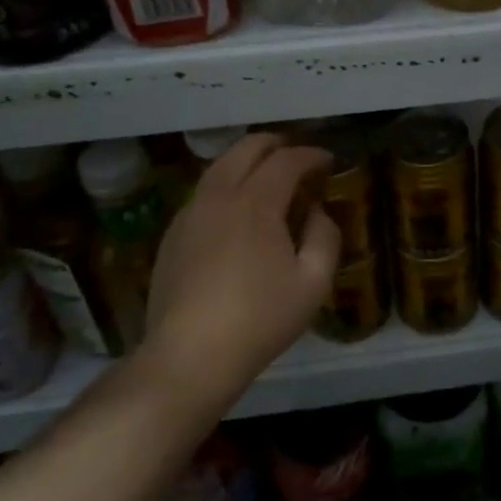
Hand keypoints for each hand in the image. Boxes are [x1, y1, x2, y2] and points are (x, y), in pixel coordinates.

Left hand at [142, 133, 340, 410]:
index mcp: (256, 202)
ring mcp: (190, 213)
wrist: (189, 356)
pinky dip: (226, 185)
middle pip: (246, 148)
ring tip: (267, 177)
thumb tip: (316, 212)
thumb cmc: (259, 319)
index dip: (311, 154)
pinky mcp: (172, 235)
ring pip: (219, 167)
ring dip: (247, 162)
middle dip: (276, 144)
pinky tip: (236, 211)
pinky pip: (203, 193)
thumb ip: (325, 237)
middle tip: (297, 157)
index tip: (328, 160)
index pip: (287, 160)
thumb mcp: (313, 283)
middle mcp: (219, 195)